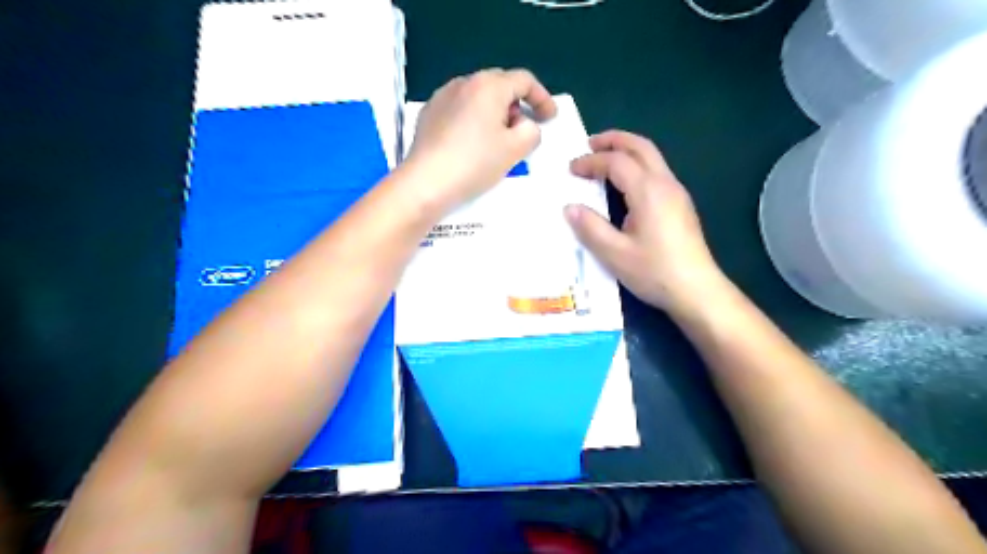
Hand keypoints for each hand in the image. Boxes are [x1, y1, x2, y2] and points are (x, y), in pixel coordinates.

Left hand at [401, 65, 554, 210]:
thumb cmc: (475, 163)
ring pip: (478, 98)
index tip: (550, 118)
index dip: (542, 98)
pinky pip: (460, 109)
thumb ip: (532, 132)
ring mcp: (442, 97)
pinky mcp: (428, 114)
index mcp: (488, 85)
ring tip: (497, 141)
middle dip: (517, 106)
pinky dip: (473, 120)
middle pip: (500, 86)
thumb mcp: (515, 149)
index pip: (524, 80)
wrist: (426, 183)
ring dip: (494, 113)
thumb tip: (525, 126)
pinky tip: (472, 144)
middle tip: (523, 131)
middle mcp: (464, 83)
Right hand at [563, 127, 721, 313]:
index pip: (616, 162)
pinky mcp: (681, 205)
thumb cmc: (654, 271)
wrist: (697, 290)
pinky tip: (625, 183)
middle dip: (614, 140)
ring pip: (652, 157)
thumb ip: (590, 227)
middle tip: (590, 143)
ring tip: (605, 158)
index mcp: (648, 191)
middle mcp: (665, 184)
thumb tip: (570, 208)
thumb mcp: (614, 253)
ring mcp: (677, 193)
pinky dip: (637, 165)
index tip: (571, 169)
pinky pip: (657, 172)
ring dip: (627, 150)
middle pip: (641, 147)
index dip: (591, 161)